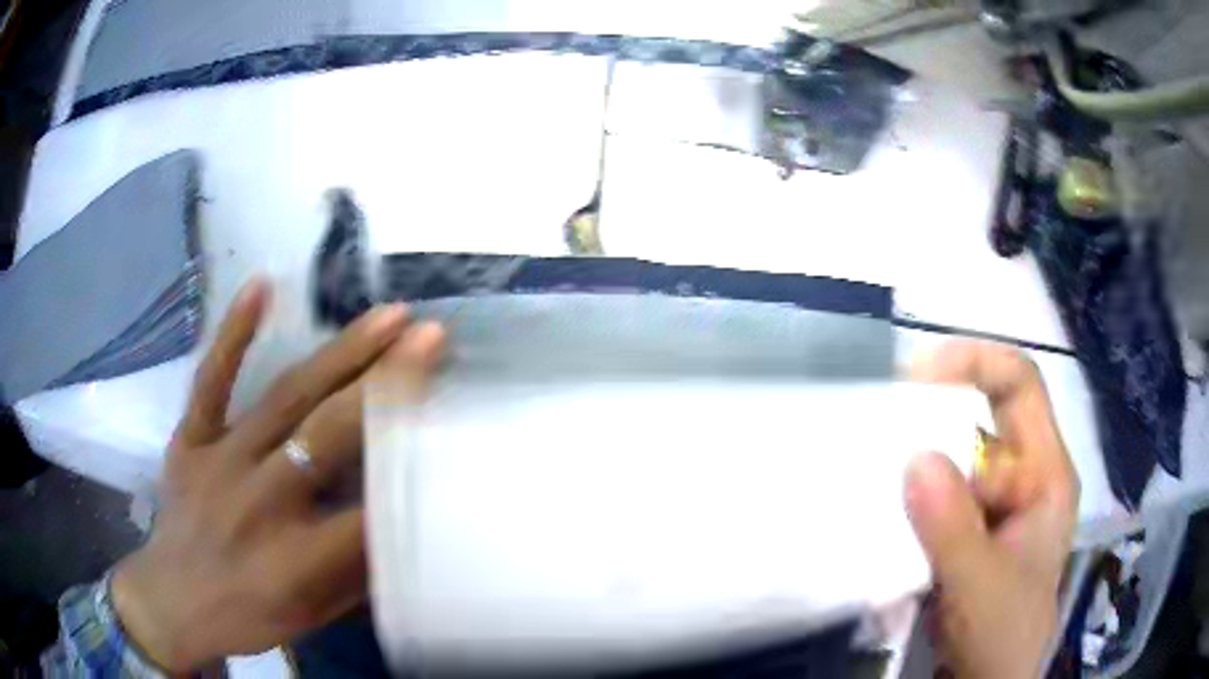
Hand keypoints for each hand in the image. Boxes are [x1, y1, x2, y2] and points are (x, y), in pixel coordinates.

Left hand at [110, 278, 444, 671]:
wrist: (172, 601)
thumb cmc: (250, 615)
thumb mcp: (316, 613)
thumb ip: (359, 568)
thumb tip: (404, 515)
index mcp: (296, 559)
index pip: (368, 505)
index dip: (410, 458)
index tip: (451, 413)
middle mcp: (259, 502)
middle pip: (327, 434)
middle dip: (384, 384)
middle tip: (428, 337)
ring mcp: (218, 461)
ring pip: (283, 397)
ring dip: (338, 354)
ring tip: (386, 316)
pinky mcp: (188, 438)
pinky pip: (211, 380)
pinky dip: (233, 332)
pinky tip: (262, 285)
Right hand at [905, 341, 1078, 678]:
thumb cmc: (1002, 635)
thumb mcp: (982, 586)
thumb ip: (953, 529)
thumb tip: (915, 457)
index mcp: (1045, 474)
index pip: (1020, 386)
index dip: (976, 361)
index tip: (917, 374)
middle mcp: (1021, 478)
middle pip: (981, 421)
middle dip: (934, 421)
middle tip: (880, 433)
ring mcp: (991, 508)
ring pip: (951, 461)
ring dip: (914, 466)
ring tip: (870, 478)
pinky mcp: (963, 533)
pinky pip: (934, 498)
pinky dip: (907, 500)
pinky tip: (880, 515)